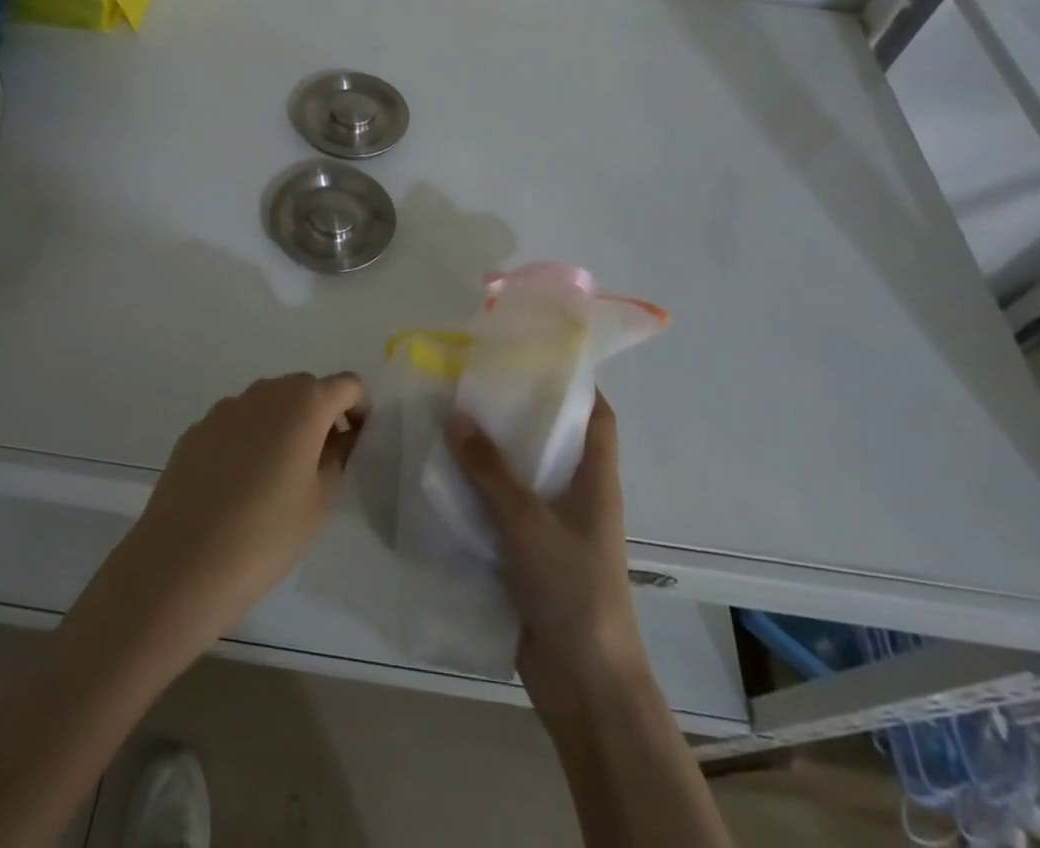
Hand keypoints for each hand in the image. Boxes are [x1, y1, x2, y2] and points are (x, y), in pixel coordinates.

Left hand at [101, 372, 369, 660]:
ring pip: (268, 404)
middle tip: (323, 462)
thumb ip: (337, 457)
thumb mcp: (319, 501)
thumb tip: (339, 437)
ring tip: (279, 477)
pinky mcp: (196, 430)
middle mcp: (265, 392)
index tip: (358, 442)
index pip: (347, 385)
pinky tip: (239, 486)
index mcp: (304, 403)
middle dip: (321, 415)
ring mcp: (225, 408)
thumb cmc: (266, 534)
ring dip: (283, 426)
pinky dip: (249, 440)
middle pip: (305, 389)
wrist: (181, 563)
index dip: (359, 409)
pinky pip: (236, 424)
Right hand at [444, 395, 650, 721]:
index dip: (577, 384)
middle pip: (552, 442)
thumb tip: (455, 415)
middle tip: (474, 385)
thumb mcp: (527, 520)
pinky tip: (443, 482)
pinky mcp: (531, 558)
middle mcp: (578, 498)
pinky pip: (503, 513)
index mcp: (596, 481)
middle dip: (518, 414)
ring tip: (450, 423)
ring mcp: (555, 530)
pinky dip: (479, 496)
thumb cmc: (571, 588)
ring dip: (492, 457)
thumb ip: (489, 469)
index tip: (537, 356)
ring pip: (523, 478)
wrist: (584, 682)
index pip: (597, 417)